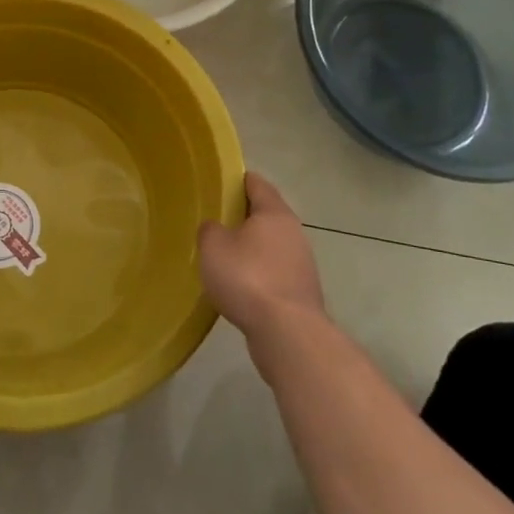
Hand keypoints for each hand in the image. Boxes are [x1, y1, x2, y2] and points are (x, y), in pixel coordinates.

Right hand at [198, 172, 324, 337]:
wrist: (287, 333)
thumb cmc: (248, 278)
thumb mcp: (213, 246)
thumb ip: (210, 229)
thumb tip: (216, 228)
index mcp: (275, 213)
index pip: (257, 184)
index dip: (238, 180)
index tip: (219, 182)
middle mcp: (294, 232)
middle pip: (267, 214)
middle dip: (244, 216)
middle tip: (216, 220)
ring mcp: (302, 264)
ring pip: (272, 245)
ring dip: (252, 248)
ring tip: (225, 256)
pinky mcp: (301, 292)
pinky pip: (275, 272)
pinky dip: (259, 273)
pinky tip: (240, 286)